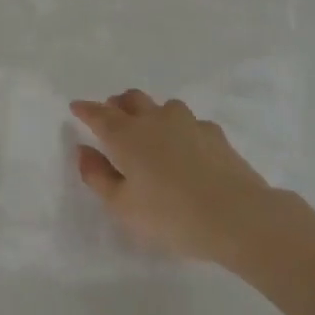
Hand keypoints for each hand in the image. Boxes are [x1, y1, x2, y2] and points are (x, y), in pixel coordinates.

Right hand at [70, 90, 278, 266]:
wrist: (238, 216)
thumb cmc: (172, 215)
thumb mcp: (124, 207)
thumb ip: (98, 177)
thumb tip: (83, 151)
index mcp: (127, 135)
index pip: (99, 114)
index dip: (85, 109)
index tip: (76, 106)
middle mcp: (154, 119)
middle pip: (131, 99)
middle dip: (118, 103)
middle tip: (112, 114)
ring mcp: (187, 122)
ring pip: (162, 106)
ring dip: (151, 113)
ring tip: (151, 131)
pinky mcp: (214, 133)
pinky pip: (190, 123)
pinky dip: (181, 130)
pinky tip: (188, 148)